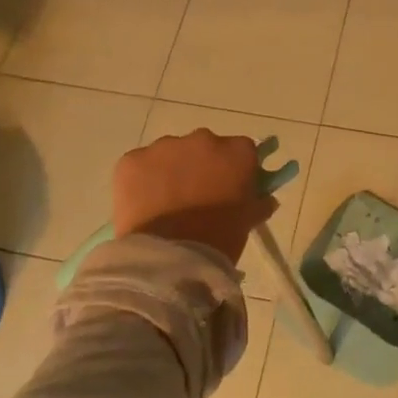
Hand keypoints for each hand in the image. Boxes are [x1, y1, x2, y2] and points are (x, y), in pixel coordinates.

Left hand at [113, 130, 277, 266]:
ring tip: (166, 203)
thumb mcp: (247, 221)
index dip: (236, 168)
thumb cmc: (218, 239)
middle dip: (202, 166)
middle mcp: (202, 139)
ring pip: (170, 153)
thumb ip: (258, 203)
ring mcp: (164, 147)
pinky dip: (142, 180)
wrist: (169, 258)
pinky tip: (144, 204)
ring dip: (171, 171)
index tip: (231, 187)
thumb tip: (265, 198)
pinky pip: (140, 165)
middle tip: (197, 197)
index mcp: (236, 151)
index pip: (242, 150)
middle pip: (205, 147)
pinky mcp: (132, 160)